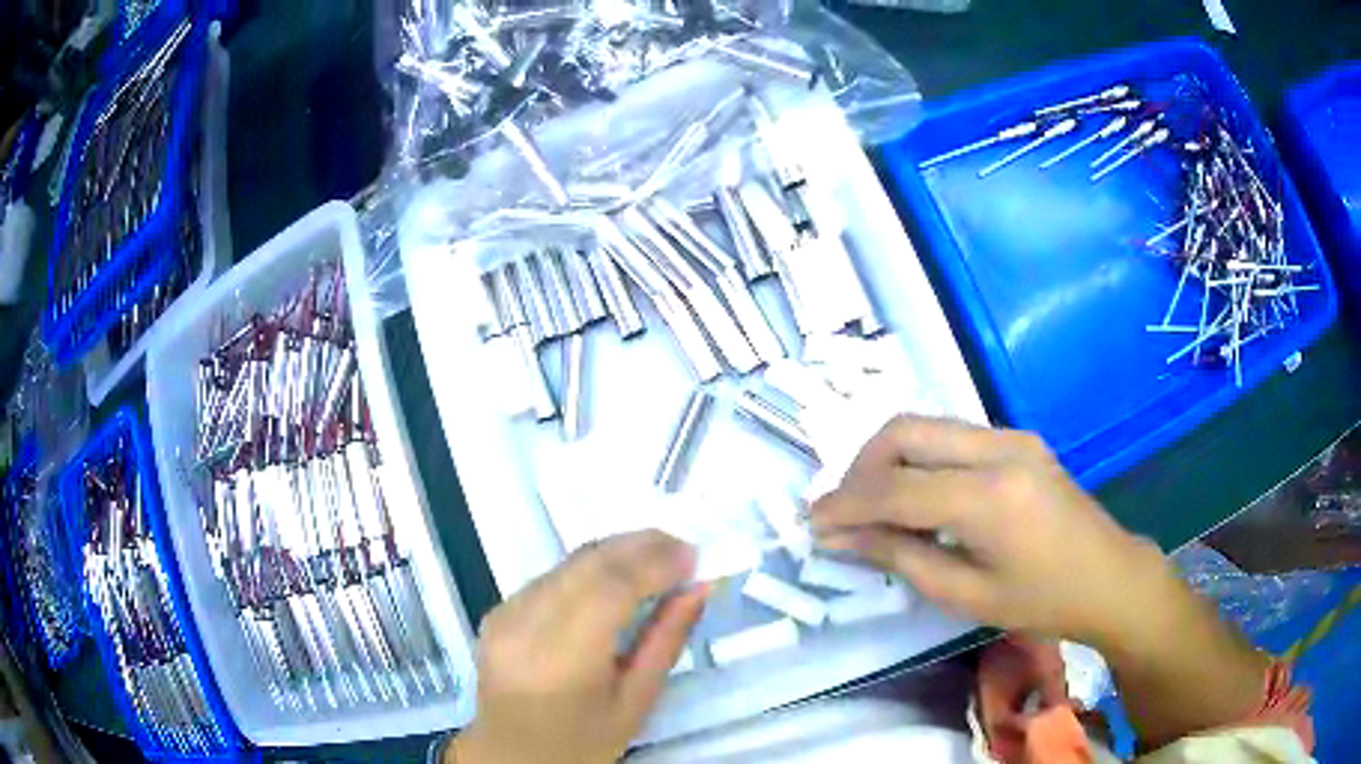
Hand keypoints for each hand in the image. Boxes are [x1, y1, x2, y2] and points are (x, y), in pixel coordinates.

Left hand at [452, 530, 708, 763]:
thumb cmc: (583, 742)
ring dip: (615, 552)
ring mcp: (503, 615)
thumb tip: (698, 587)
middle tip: (681, 547)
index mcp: (562, 661)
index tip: (694, 554)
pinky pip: (551, 576)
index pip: (609, 589)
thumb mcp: (636, 702)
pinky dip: (588, 568)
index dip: (654, 563)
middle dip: (639, 546)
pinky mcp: (496, 611)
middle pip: (586, 564)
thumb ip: (666, 640)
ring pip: (567, 563)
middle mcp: (524, 627)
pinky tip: (615, 577)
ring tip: (657, 557)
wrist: (512, 756)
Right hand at [810, 415, 1166, 644]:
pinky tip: (918, 497)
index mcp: (989, 497)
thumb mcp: (965, 594)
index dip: (846, 504)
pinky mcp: (1019, 439)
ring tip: (873, 505)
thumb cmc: (1041, 601)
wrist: (1109, 576)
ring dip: (889, 460)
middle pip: (905, 431)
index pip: (896, 488)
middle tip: (844, 510)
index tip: (812, 522)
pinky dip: (921, 460)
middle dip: (861, 467)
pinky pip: (952, 437)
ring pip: (927, 426)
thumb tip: (841, 538)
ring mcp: (1012, 436)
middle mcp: (998, 449)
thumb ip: (900, 558)